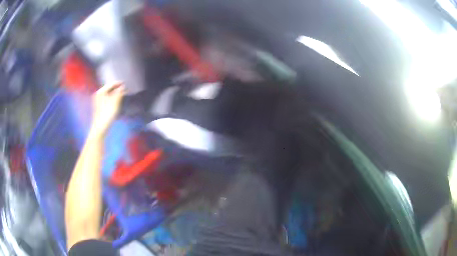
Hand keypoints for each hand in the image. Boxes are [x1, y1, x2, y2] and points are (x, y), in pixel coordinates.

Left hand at [90, 82, 124, 136]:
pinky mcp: (99, 107)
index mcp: (100, 92)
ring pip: (108, 94)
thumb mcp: (115, 102)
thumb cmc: (107, 114)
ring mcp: (98, 101)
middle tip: (125, 89)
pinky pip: (107, 99)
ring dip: (115, 94)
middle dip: (117, 89)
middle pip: (109, 89)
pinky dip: (112, 99)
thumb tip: (123, 87)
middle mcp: (98, 95)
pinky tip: (117, 101)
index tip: (126, 83)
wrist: (100, 128)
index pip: (111, 84)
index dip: (119, 83)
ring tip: (123, 94)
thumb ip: (119, 93)